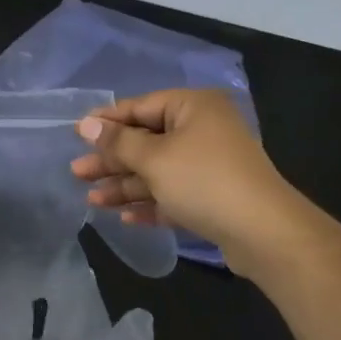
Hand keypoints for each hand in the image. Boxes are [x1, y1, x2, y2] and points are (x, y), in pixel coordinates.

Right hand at [71, 89, 303, 275]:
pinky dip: (150, 202)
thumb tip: (86, 124)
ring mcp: (209, 164)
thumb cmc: (203, 181)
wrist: (264, 232)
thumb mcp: (154, 158)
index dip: (106, 122)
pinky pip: (173, 193)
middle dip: (111, 160)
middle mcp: (202, 129)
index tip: (76, 133)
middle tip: (77, 172)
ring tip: (91, 200)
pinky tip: (124, 216)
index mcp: (193, 107)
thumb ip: (118, 142)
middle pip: (146, 141)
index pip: (140, 107)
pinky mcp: (213, 196)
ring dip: (125, 185)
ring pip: (157, 170)